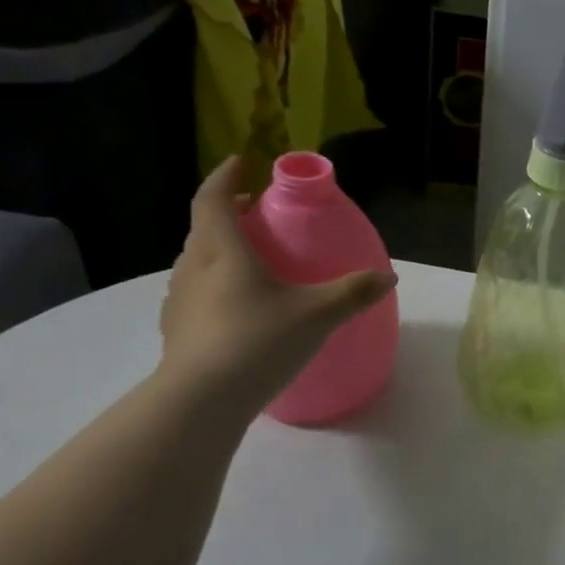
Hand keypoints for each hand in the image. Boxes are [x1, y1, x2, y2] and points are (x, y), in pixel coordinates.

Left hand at [157, 158, 394, 413]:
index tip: (242, 163)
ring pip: (198, 262)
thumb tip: (387, 276)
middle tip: (258, 217)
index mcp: (223, 251)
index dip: (226, 177)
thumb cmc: (257, 342)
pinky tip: (239, 312)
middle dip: (229, 215)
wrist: (200, 401)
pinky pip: (196, 295)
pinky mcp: (176, 331)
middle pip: (205, 229)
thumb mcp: (317, 315)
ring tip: (252, 265)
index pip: (213, 199)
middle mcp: (193, 268)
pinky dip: (216, 287)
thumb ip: (353, 293)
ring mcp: (179, 301)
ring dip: (220, 252)